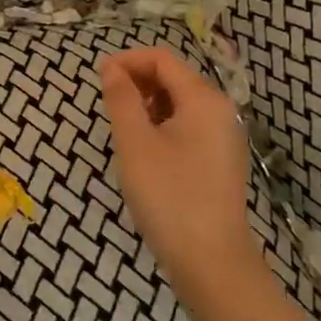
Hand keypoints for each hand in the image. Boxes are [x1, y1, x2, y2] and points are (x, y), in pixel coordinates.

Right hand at [98, 47, 259, 301]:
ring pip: (179, 103)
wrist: (211, 262)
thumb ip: (121, 98)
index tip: (97, 78)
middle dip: (137, 82)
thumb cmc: (168, 195)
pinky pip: (187, 126)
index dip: (127, 60)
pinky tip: (143, 152)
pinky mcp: (219, 161)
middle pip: (173, 77)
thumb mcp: (134, 142)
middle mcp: (220, 111)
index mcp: (203, 99)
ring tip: (121, 130)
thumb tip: (110, 67)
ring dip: (147, 105)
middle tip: (106, 105)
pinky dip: (161, 126)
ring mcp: (223, 137)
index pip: (162, 59)